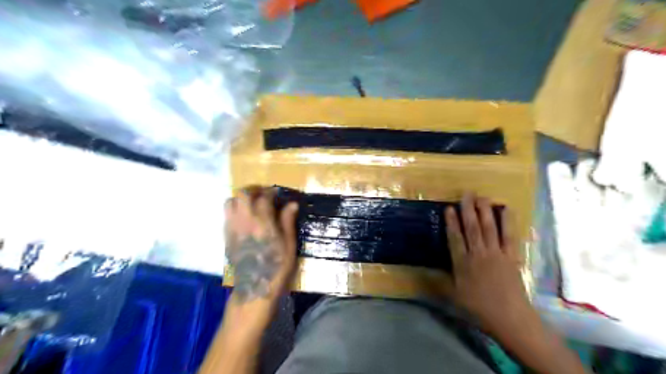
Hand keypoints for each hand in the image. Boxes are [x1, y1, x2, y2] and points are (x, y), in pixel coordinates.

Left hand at [225, 186, 297, 309]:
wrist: (255, 288)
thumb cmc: (277, 267)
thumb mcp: (289, 245)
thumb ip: (287, 221)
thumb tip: (291, 204)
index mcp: (262, 222)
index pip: (263, 197)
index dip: (271, 192)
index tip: (277, 193)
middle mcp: (244, 221)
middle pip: (242, 194)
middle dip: (253, 190)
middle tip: (263, 194)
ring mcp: (232, 228)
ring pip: (230, 202)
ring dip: (241, 199)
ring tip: (252, 204)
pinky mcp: (226, 236)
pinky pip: (226, 215)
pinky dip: (234, 210)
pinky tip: (245, 218)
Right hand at [445, 192, 534, 335]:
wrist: (510, 318)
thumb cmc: (478, 308)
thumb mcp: (453, 296)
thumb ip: (438, 281)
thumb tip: (421, 271)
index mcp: (463, 264)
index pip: (455, 238)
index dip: (451, 222)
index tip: (449, 208)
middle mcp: (478, 254)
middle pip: (473, 228)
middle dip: (468, 210)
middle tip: (467, 194)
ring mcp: (496, 254)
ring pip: (489, 228)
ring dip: (485, 211)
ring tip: (482, 196)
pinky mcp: (511, 256)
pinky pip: (509, 236)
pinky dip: (508, 222)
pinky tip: (506, 210)